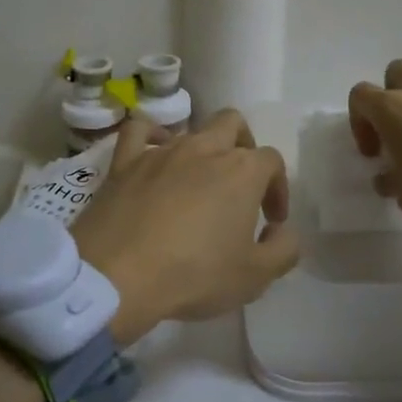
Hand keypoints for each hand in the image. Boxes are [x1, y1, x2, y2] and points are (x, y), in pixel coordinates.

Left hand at [71, 110, 298, 345]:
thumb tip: (280, 231)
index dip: (278, 187)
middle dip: (243, 147)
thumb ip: (283, 249)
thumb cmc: (194, 275)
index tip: (270, 220)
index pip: (272, 161)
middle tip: (239, 185)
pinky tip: (153, 152)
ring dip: (202, 151)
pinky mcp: (125, 162)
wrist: (118, 276)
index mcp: (242, 171)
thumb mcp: (255, 277)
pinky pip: (139, 131)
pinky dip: (150, 135)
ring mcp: (161, 151)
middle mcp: (204, 149)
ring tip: (197, 185)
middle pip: (233, 124)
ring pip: (191, 130)